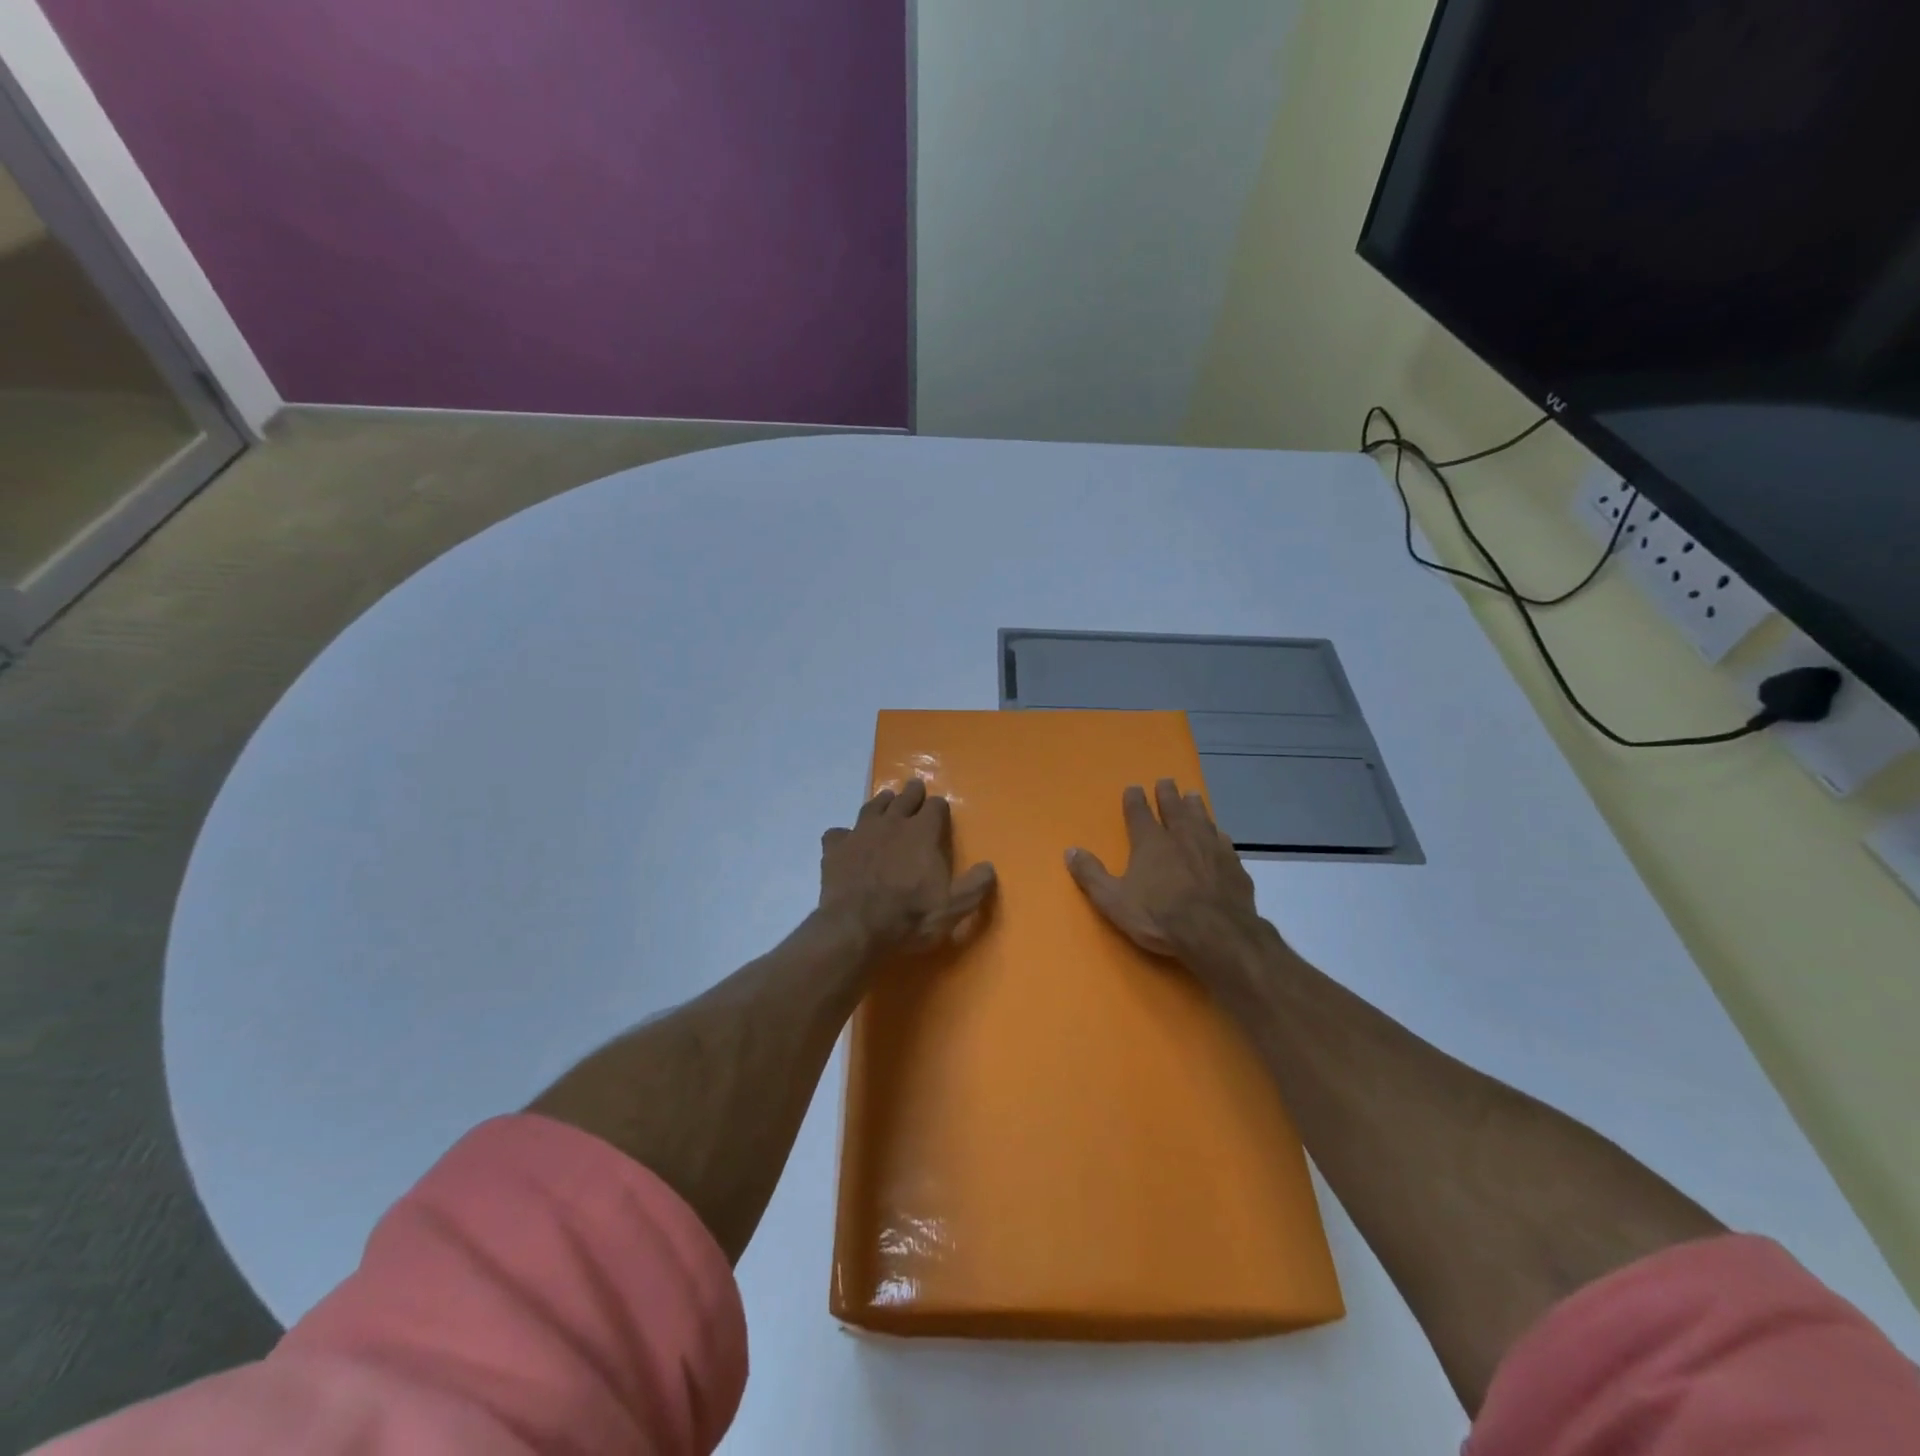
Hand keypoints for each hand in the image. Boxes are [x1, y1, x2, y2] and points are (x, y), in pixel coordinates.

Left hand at [820, 778, 997, 954]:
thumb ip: (974, 886)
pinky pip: (838, 832)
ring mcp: (860, 833)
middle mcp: (892, 823)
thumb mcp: (953, 908)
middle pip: (904, 798)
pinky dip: (844, 834)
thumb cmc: (910, 917)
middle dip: (912, 793)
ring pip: (872, 807)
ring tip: (886, 801)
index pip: (935, 807)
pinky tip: (845, 840)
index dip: (939, 808)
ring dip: (881, 803)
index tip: (940, 811)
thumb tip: (989, 867)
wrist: (855, 928)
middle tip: (915, 789)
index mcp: (923, 832)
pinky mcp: (835, 848)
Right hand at [1066, 780, 1261, 959]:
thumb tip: (1070, 850)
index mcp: (1150, 842)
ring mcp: (1211, 848)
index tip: (1134, 787)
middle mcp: (1181, 837)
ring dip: (1195, 806)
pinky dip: (1218, 835)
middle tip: (1166, 781)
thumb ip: (1091, 875)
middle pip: (1173, 808)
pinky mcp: (1233, 866)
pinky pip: (1224, 842)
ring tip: (1193, 795)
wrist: (1216, 933)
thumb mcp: (1113, 900)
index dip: (1134, 799)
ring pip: (1202, 819)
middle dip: (1167, 794)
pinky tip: (1220, 835)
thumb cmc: (1159, 916)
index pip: (1139, 813)